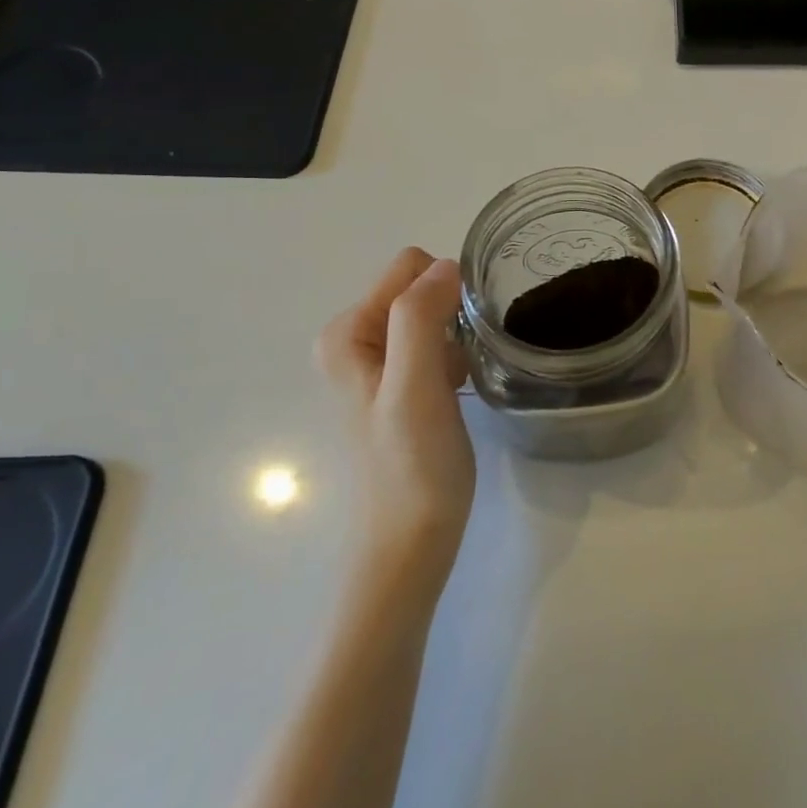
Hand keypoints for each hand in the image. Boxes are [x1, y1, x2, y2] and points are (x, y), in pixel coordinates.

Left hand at [316, 248, 475, 589]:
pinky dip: (453, 360)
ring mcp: (376, 363)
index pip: (410, 268)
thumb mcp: (415, 385)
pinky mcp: (398, 384)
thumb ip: (421, 317)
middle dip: (451, 316)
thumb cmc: (413, 465)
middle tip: (455, 369)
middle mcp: (354, 339)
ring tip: (455, 384)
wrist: (411, 542)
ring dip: (455, 340)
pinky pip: (437, 342)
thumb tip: (446, 265)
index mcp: (348, 331)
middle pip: (421, 288)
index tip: (458, 340)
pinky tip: (453, 395)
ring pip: (435, 314)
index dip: (446, 295)